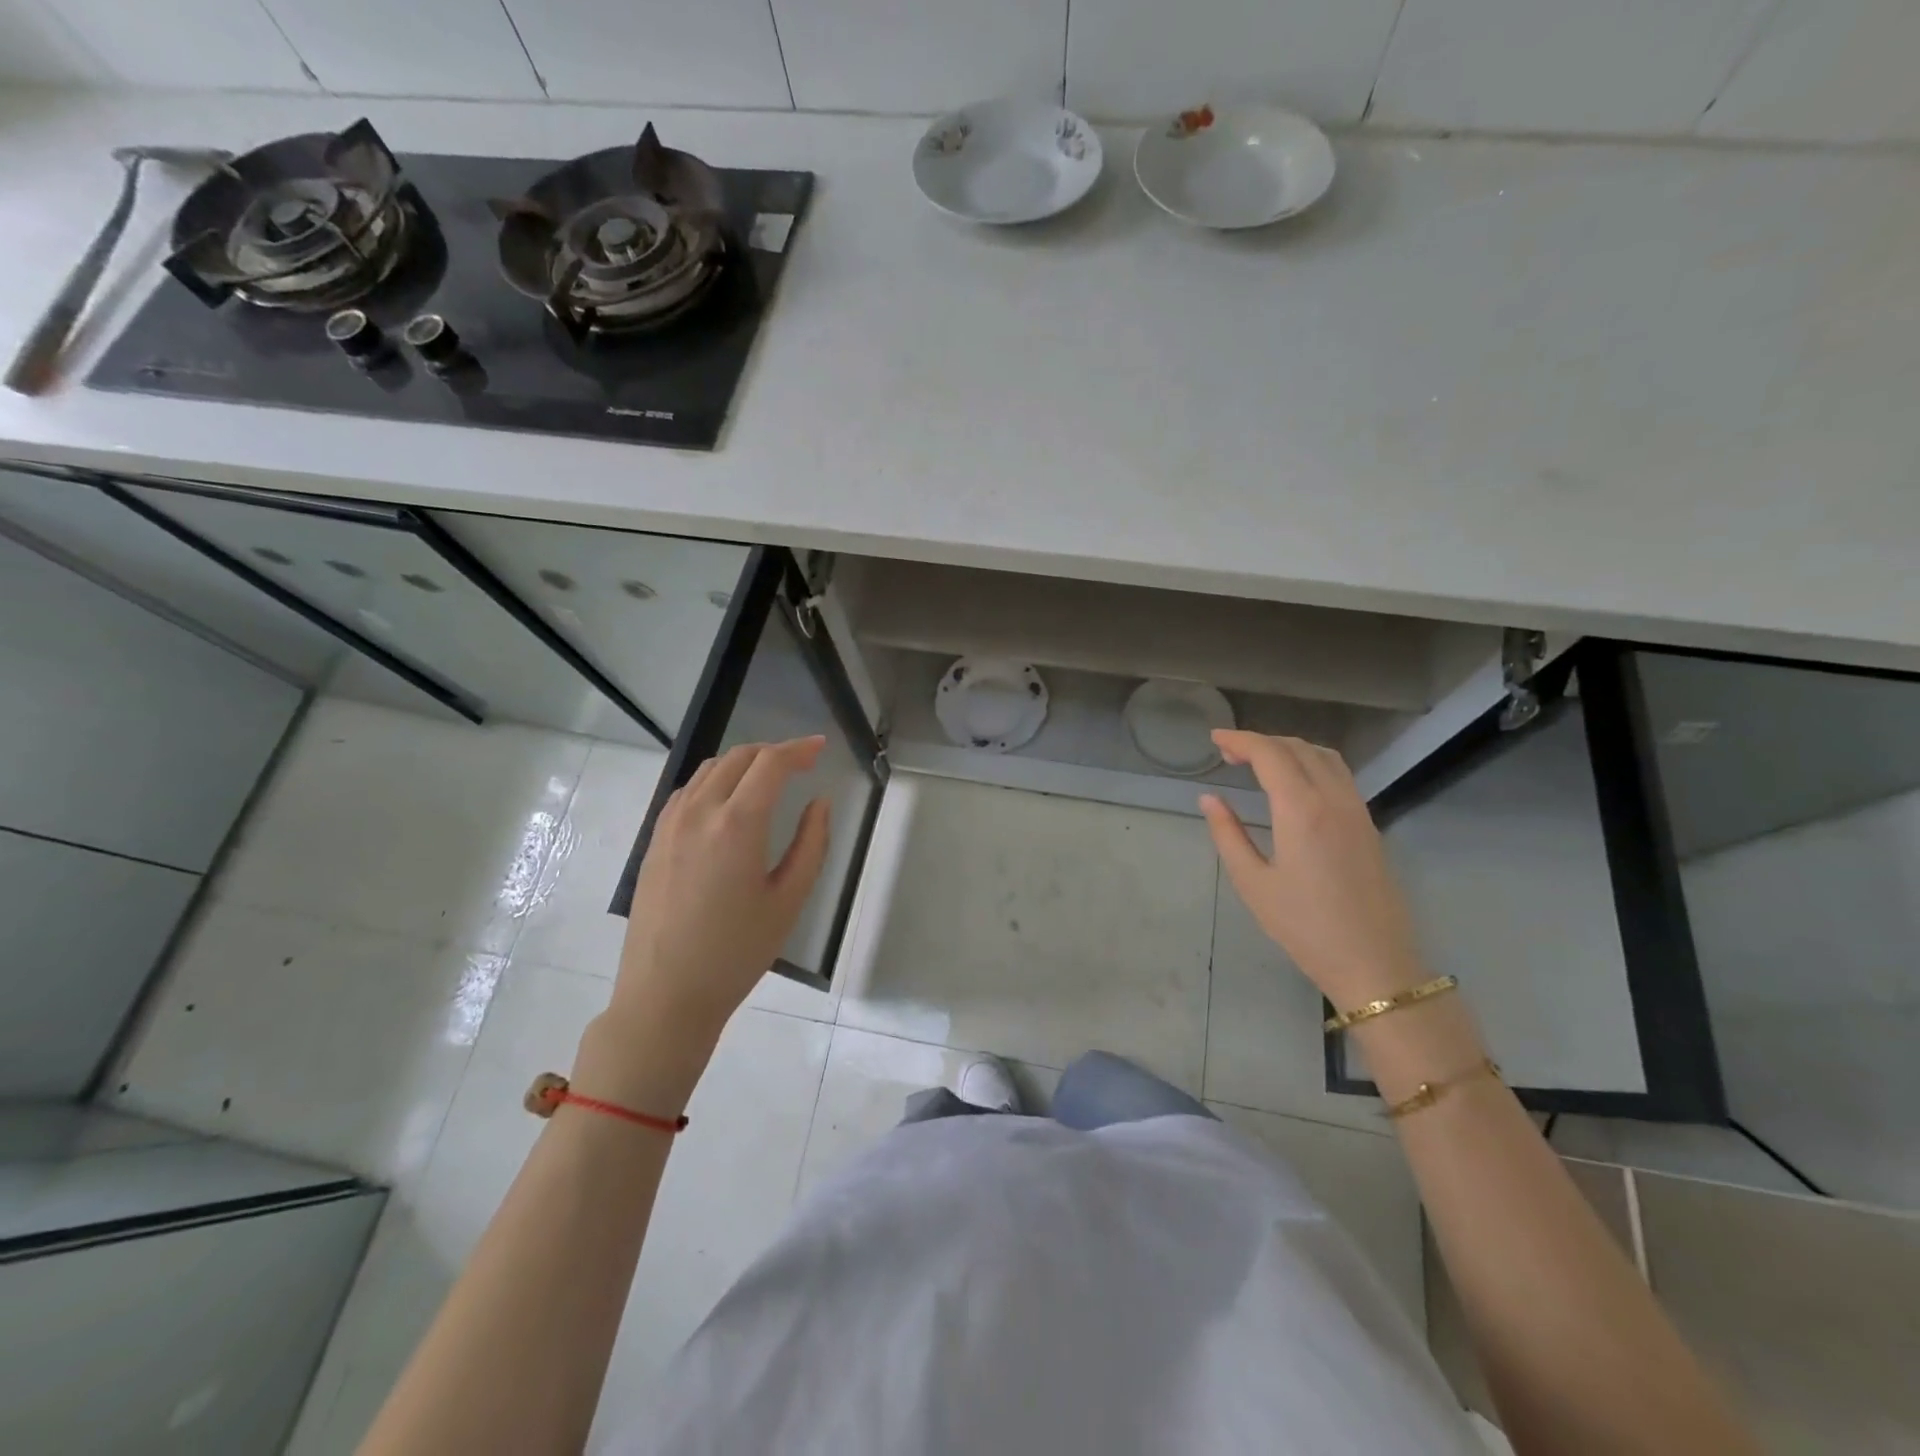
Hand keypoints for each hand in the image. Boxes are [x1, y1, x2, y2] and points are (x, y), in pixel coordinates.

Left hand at [611, 738, 831, 1044]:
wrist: (666, 994)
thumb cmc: (737, 952)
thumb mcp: (789, 900)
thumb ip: (812, 844)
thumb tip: (819, 803)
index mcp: (737, 824)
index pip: (770, 763)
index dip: (799, 749)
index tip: (821, 747)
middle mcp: (699, 812)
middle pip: (739, 757)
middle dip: (773, 752)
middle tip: (801, 763)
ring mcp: (670, 824)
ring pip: (710, 769)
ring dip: (743, 762)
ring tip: (768, 777)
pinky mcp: (655, 840)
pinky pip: (688, 791)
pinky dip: (715, 780)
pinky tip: (728, 801)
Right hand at [1200, 730, 1427, 1007]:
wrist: (1375, 964)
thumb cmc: (1305, 927)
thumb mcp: (1253, 884)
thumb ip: (1228, 835)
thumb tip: (1209, 799)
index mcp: (1301, 810)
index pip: (1269, 754)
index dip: (1240, 740)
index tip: (1214, 739)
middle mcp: (1333, 799)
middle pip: (1298, 748)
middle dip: (1261, 741)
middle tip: (1229, 752)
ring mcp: (1357, 811)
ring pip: (1324, 757)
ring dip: (1289, 748)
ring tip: (1260, 761)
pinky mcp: (1369, 826)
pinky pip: (1339, 775)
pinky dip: (1311, 763)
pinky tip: (1294, 783)